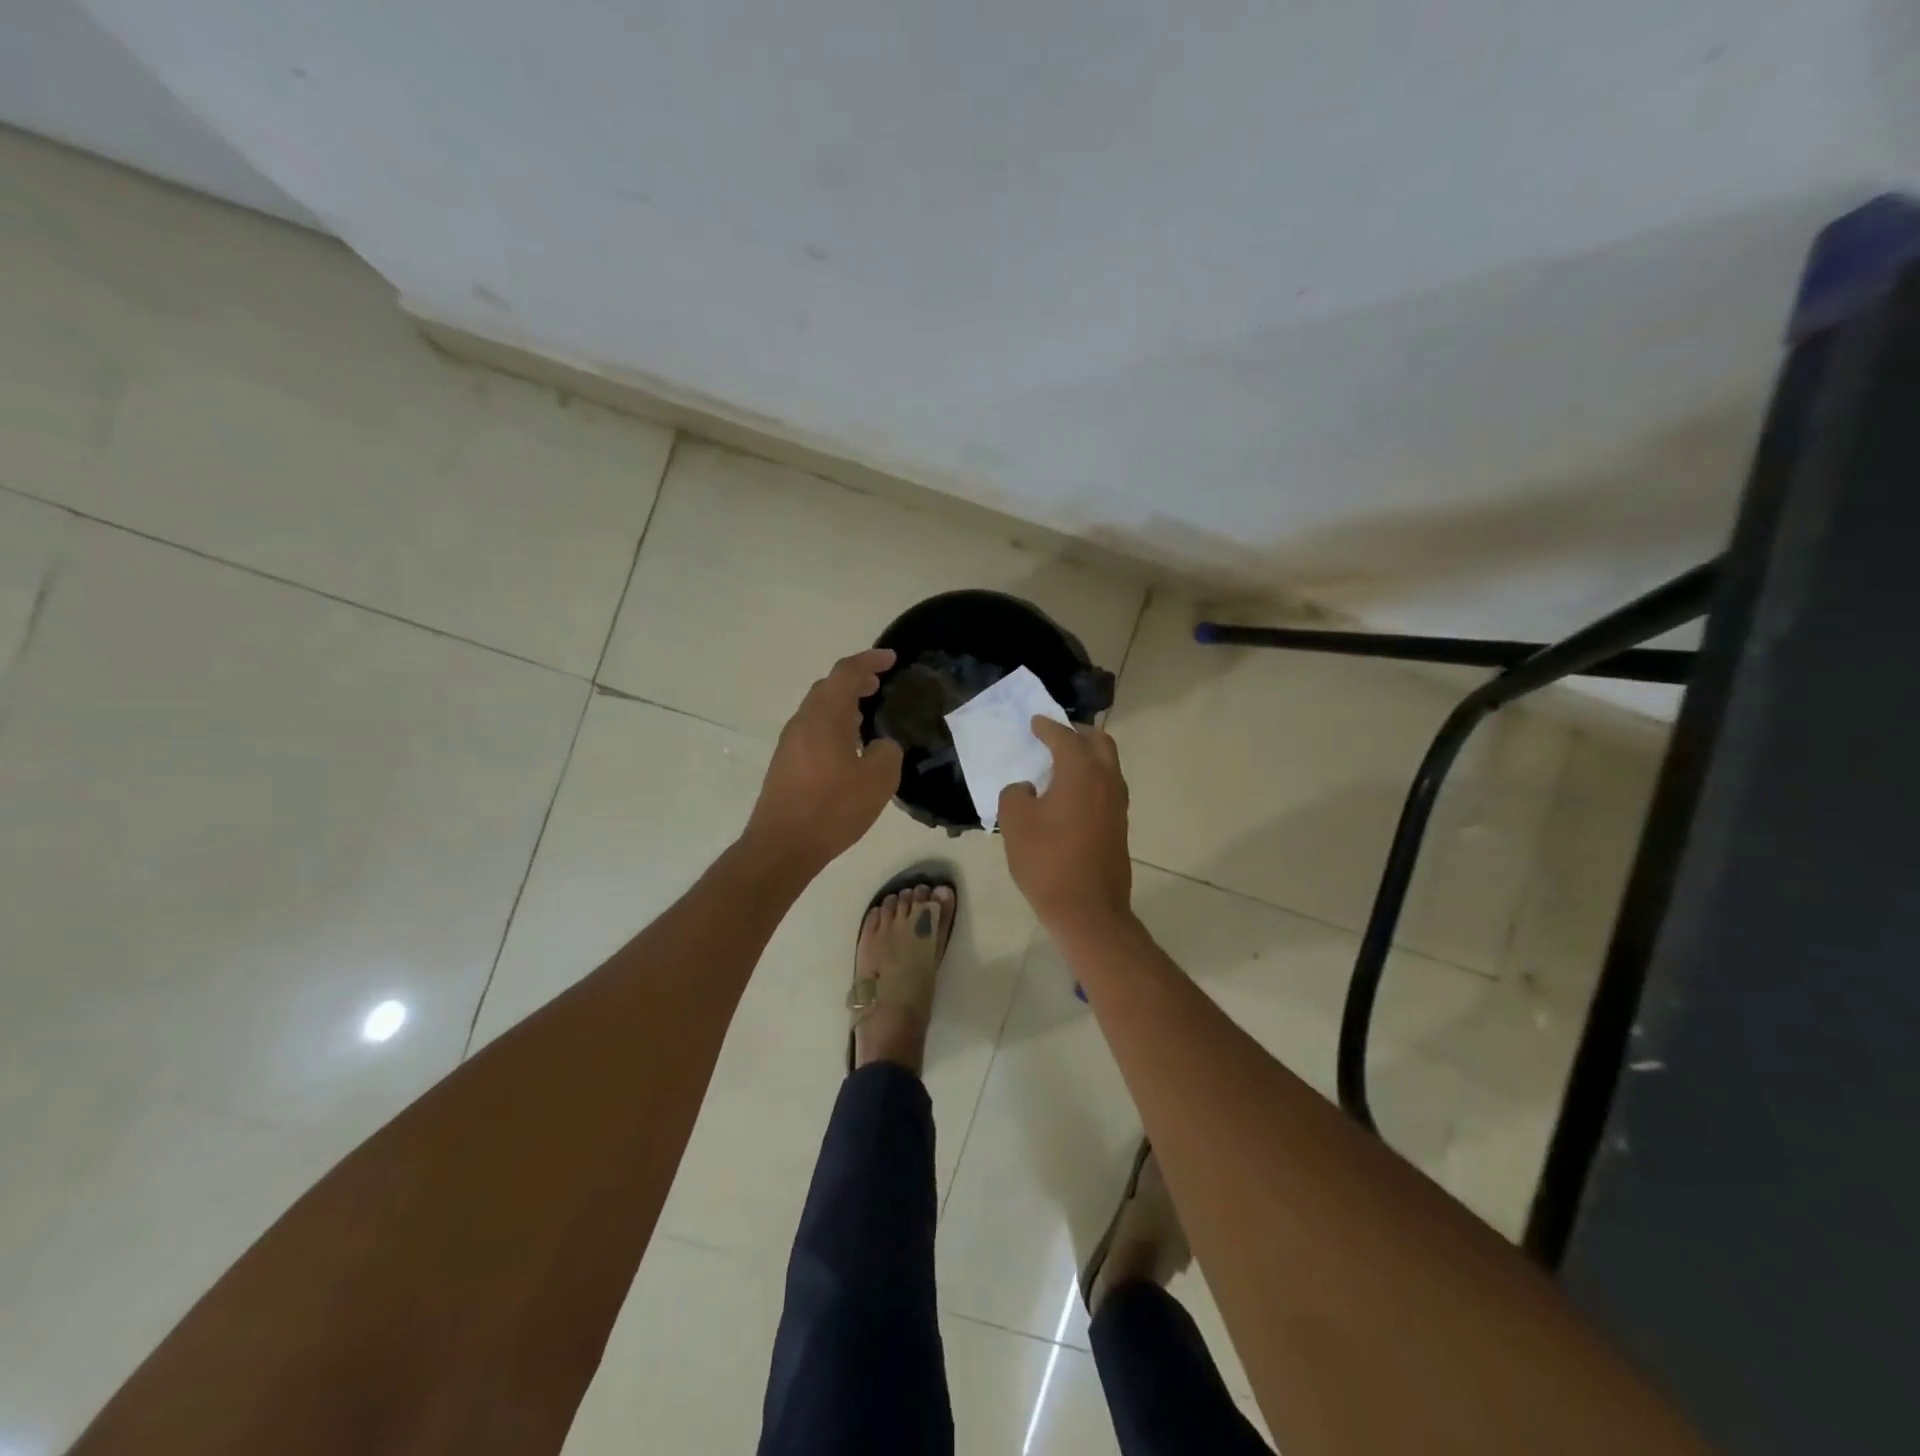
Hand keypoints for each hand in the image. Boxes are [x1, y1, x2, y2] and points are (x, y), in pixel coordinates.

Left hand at [745, 649, 903, 873]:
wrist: (782, 845)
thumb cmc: (832, 808)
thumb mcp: (878, 780)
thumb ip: (887, 753)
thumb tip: (881, 745)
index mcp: (825, 716)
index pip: (847, 673)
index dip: (870, 661)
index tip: (891, 658)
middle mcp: (803, 721)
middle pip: (829, 687)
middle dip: (855, 681)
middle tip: (879, 684)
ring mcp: (790, 742)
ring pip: (819, 709)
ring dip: (843, 704)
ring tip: (867, 713)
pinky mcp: (785, 763)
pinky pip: (813, 730)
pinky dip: (833, 725)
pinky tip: (848, 746)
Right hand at [998, 716, 1132, 931]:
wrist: (1088, 909)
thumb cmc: (1047, 861)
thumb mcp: (1016, 822)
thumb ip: (1015, 794)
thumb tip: (1027, 789)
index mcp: (1081, 771)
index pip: (1064, 737)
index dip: (1046, 727)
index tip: (1034, 721)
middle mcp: (1106, 779)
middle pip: (1098, 742)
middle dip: (1077, 733)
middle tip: (1055, 735)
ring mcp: (1117, 804)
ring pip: (1107, 765)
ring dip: (1087, 756)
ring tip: (1061, 762)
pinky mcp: (1119, 825)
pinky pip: (1107, 787)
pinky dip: (1091, 778)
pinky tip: (1070, 793)